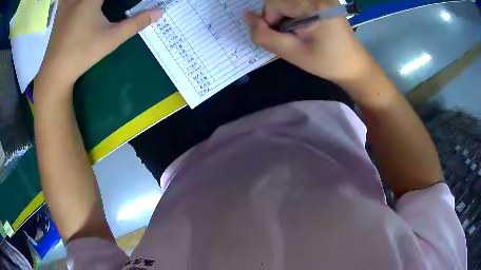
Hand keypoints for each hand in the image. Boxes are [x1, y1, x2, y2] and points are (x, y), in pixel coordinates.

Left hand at [36, 0, 161, 97]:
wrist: (55, 72)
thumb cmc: (82, 54)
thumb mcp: (111, 39)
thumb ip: (135, 23)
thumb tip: (159, 12)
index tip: (126, 3)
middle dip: (105, 0)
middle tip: (106, 6)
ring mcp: (67, 1)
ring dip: (93, 0)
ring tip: (98, 6)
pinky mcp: (60, 9)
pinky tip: (77, 4)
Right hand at [244, 0, 374, 83]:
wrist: (353, 65)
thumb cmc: (326, 62)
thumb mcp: (292, 53)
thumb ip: (264, 35)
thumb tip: (246, 16)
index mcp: (313, 6)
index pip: (274, 2)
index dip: (270, 19)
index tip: (284, 36)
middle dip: (277, 15)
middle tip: (291, 34)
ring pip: (287, 0)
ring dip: (285, 13)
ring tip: (299, 30)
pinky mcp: (324, 0)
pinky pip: (297, 2)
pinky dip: (293, 12)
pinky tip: (304, 24)